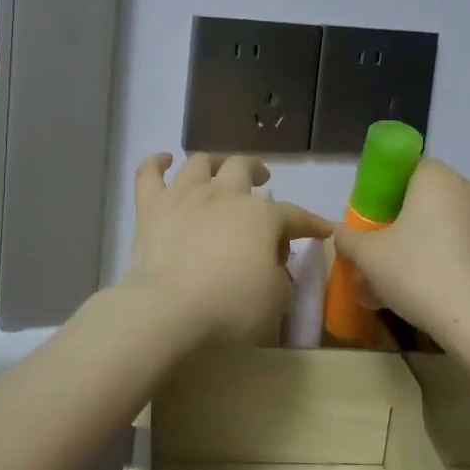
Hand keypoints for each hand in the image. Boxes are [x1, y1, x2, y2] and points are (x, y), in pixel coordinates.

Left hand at [121, 153, 334, 347]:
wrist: (168, 310)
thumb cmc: (229, 309)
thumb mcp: (275, 301)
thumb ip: (280, 276)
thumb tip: (271, 262)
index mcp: (260, 216)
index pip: (293, 214)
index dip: (310, 222)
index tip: (321, 229)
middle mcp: (224, 194)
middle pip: (242, 168)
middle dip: (256, 171)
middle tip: (262, 180)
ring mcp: (184, 196)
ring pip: (199, 163)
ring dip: (213, 163)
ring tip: (217, 170)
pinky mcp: (150, 207)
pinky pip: (149, 173)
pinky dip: (156, 162)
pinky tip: (163, 160)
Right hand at [331, 157, 469, 349]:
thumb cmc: (418, 273)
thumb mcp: (368, 256)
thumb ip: (348, 238)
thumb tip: (340, 232)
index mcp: (436, 178)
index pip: (407, 169)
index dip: (385, 192)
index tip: (372, 221)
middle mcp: (468, 189)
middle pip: (426, 199)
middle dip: (401, 223)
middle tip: (380, 253)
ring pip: (444, 226)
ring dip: (420, 246)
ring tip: (396, 283)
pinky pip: (462, 247)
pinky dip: (443, 262)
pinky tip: (424, 294)